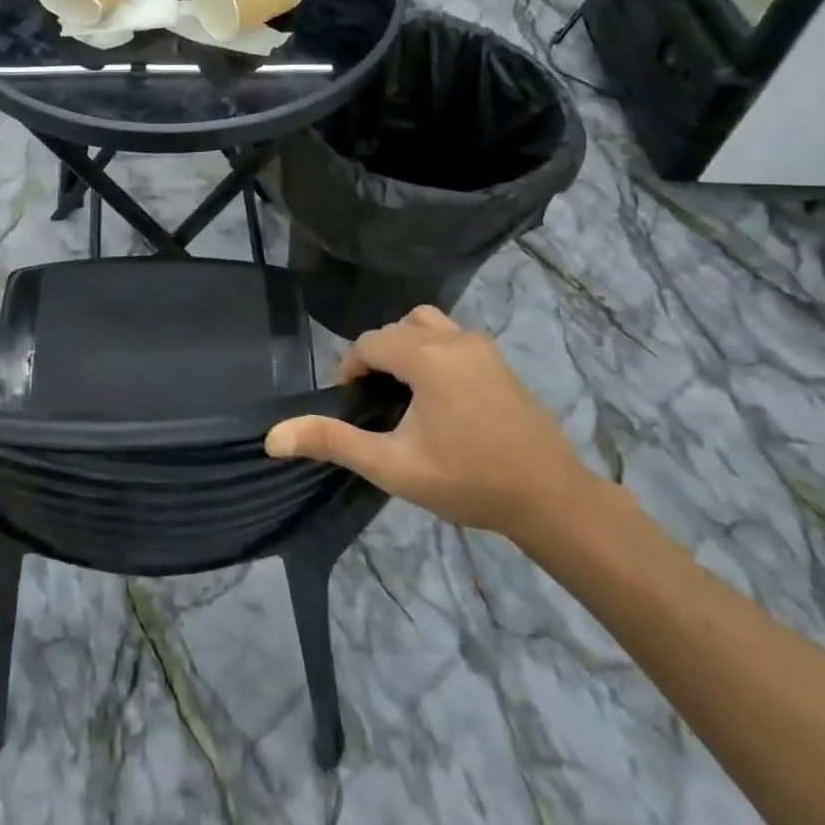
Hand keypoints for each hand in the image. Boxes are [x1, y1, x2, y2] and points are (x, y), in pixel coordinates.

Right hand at [265, 307, 597, 542]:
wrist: (551, 499)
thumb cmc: (467, 480)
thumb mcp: (392, 465)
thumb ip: (333, 442)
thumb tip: (273, 436)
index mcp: (426, 355)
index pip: (370, 342)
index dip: (351, 369)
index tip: (352, 406)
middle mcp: (453, 338)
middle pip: (396, 328)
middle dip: (377, 357)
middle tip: (376, 403)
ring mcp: (482, 347)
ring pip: (427, 325)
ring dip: (406, 347)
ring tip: (405, 392)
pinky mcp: (500, 361)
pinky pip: (452, 338)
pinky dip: (433, 352)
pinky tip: (440, 398)